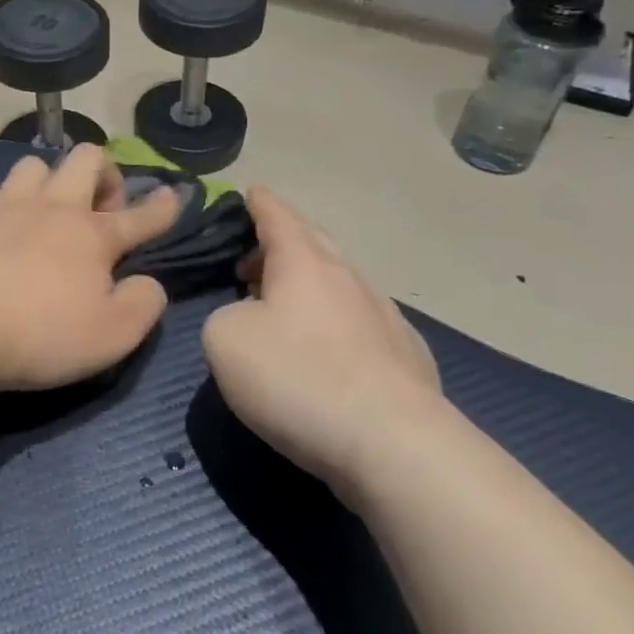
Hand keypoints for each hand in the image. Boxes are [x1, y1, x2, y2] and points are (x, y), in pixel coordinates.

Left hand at [0, 146, 181, 393]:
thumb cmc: (41, 334)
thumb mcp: (112, 336)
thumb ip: (142, 305)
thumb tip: (148, 283)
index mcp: (93, 235)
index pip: (140, 215)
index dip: (162, 207)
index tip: (174, 196)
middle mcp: (53, 208)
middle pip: (86, 158)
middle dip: (104, 173)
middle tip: (101, 210)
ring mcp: (7, 205)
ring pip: (36, 165)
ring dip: (51, 181)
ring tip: (48, 213)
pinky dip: (8, 205)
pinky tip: (2, 230)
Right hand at [203, 188, 444, 497]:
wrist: (393, 443)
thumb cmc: (297, 378)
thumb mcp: (225, 340)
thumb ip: (226, 315)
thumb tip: (249, 320)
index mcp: (304, 262)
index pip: (278, 216)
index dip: (260, 203)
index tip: (251, 190)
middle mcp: (348, 277)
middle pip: (314, 242)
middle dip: (282, 242)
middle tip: (253, 258)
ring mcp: (385, 315)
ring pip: (340, 282)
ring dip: (309, 285)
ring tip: (284, 308)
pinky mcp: (407, 356)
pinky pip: (362, 322)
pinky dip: (337, 323)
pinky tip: (330, 352)